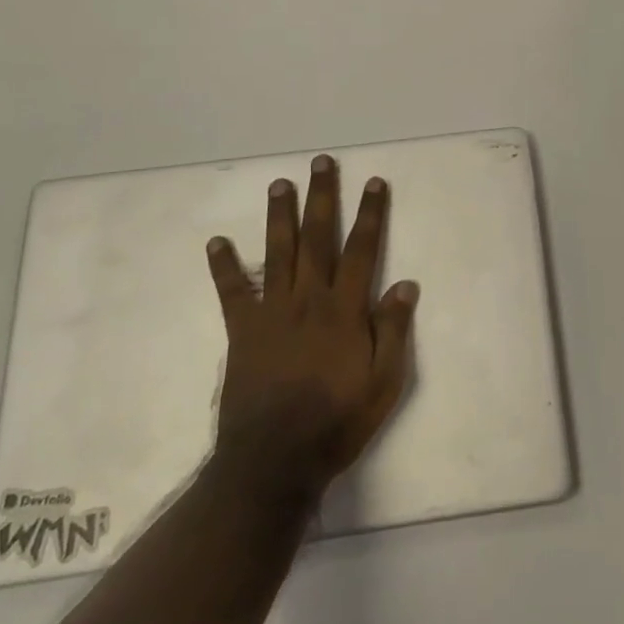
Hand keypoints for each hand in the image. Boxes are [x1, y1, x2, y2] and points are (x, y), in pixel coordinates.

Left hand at [206, 156, 419, 496]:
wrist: (275, 461)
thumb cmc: (337, 421)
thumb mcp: (384, 383)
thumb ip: (394, 331)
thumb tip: (406, 284)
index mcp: (345, 309)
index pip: (361, 249)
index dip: (370, 213)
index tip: (374, 181)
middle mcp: (309, 298)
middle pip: (318, 237)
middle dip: (322, 197)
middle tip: (321, 162)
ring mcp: (272, 311)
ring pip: (278, 252)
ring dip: (280, 215)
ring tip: (280, 184)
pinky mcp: (243, 331)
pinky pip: (232, 292)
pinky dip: (224, 266)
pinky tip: (216, 242)